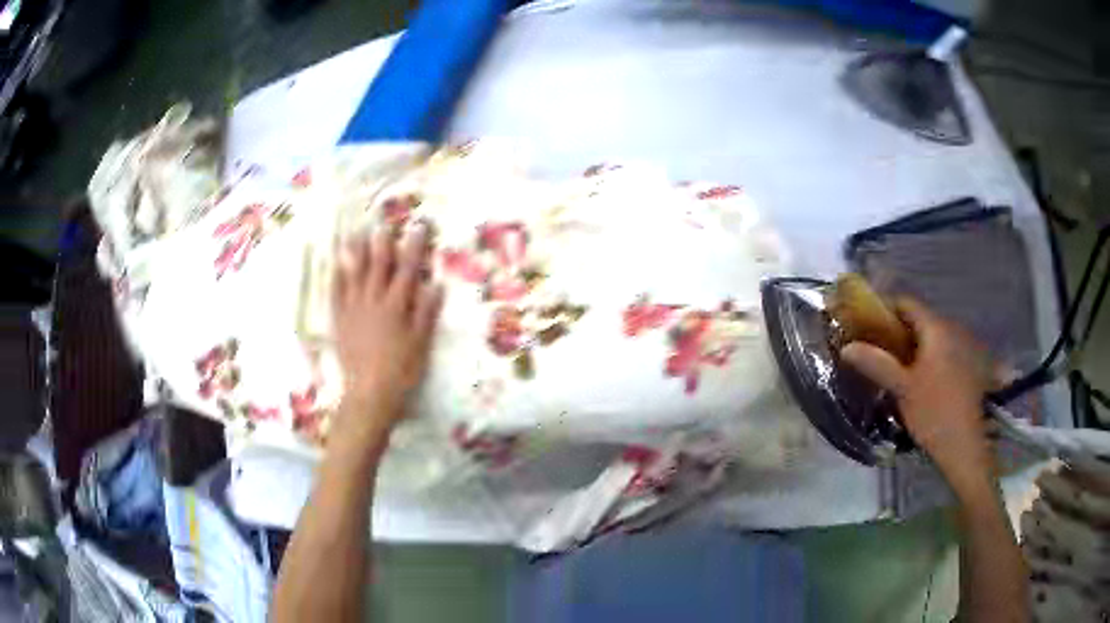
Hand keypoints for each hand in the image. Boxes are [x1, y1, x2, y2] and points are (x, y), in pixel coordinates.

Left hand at [331, 224, 443, 439]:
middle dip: (382, 242)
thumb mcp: (421, 343)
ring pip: (353, 275)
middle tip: (382, 222)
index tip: (419, 225)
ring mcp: (353, 310)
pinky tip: (335, 264)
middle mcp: (373, 301)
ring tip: (355, 233)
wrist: (370, 394)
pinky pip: (336, 293)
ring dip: (355, 253)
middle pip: (378, 266)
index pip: (407, 270)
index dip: (414, 246)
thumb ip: (426, 312)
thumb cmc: (401, 371)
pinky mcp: (339, 321)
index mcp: (396, 306)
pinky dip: (336, 277)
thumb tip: (436, 283)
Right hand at [840, 298, 993, 494]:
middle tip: (878, 352)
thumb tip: (847, 347)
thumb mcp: (902, 389)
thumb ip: (876, 364)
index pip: (906, 303)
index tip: (866, 326)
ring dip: (913, 346)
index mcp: (936, 328)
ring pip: (932, 336)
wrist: (965, 445)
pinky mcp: (969, 365)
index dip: (884, 310)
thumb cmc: (934, 412)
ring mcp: (964, 346)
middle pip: (920, 319)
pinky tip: (921, 380)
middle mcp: (952, 329)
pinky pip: (943, 350)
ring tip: (896, 368)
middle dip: (898, 331)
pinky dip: (928, 357)